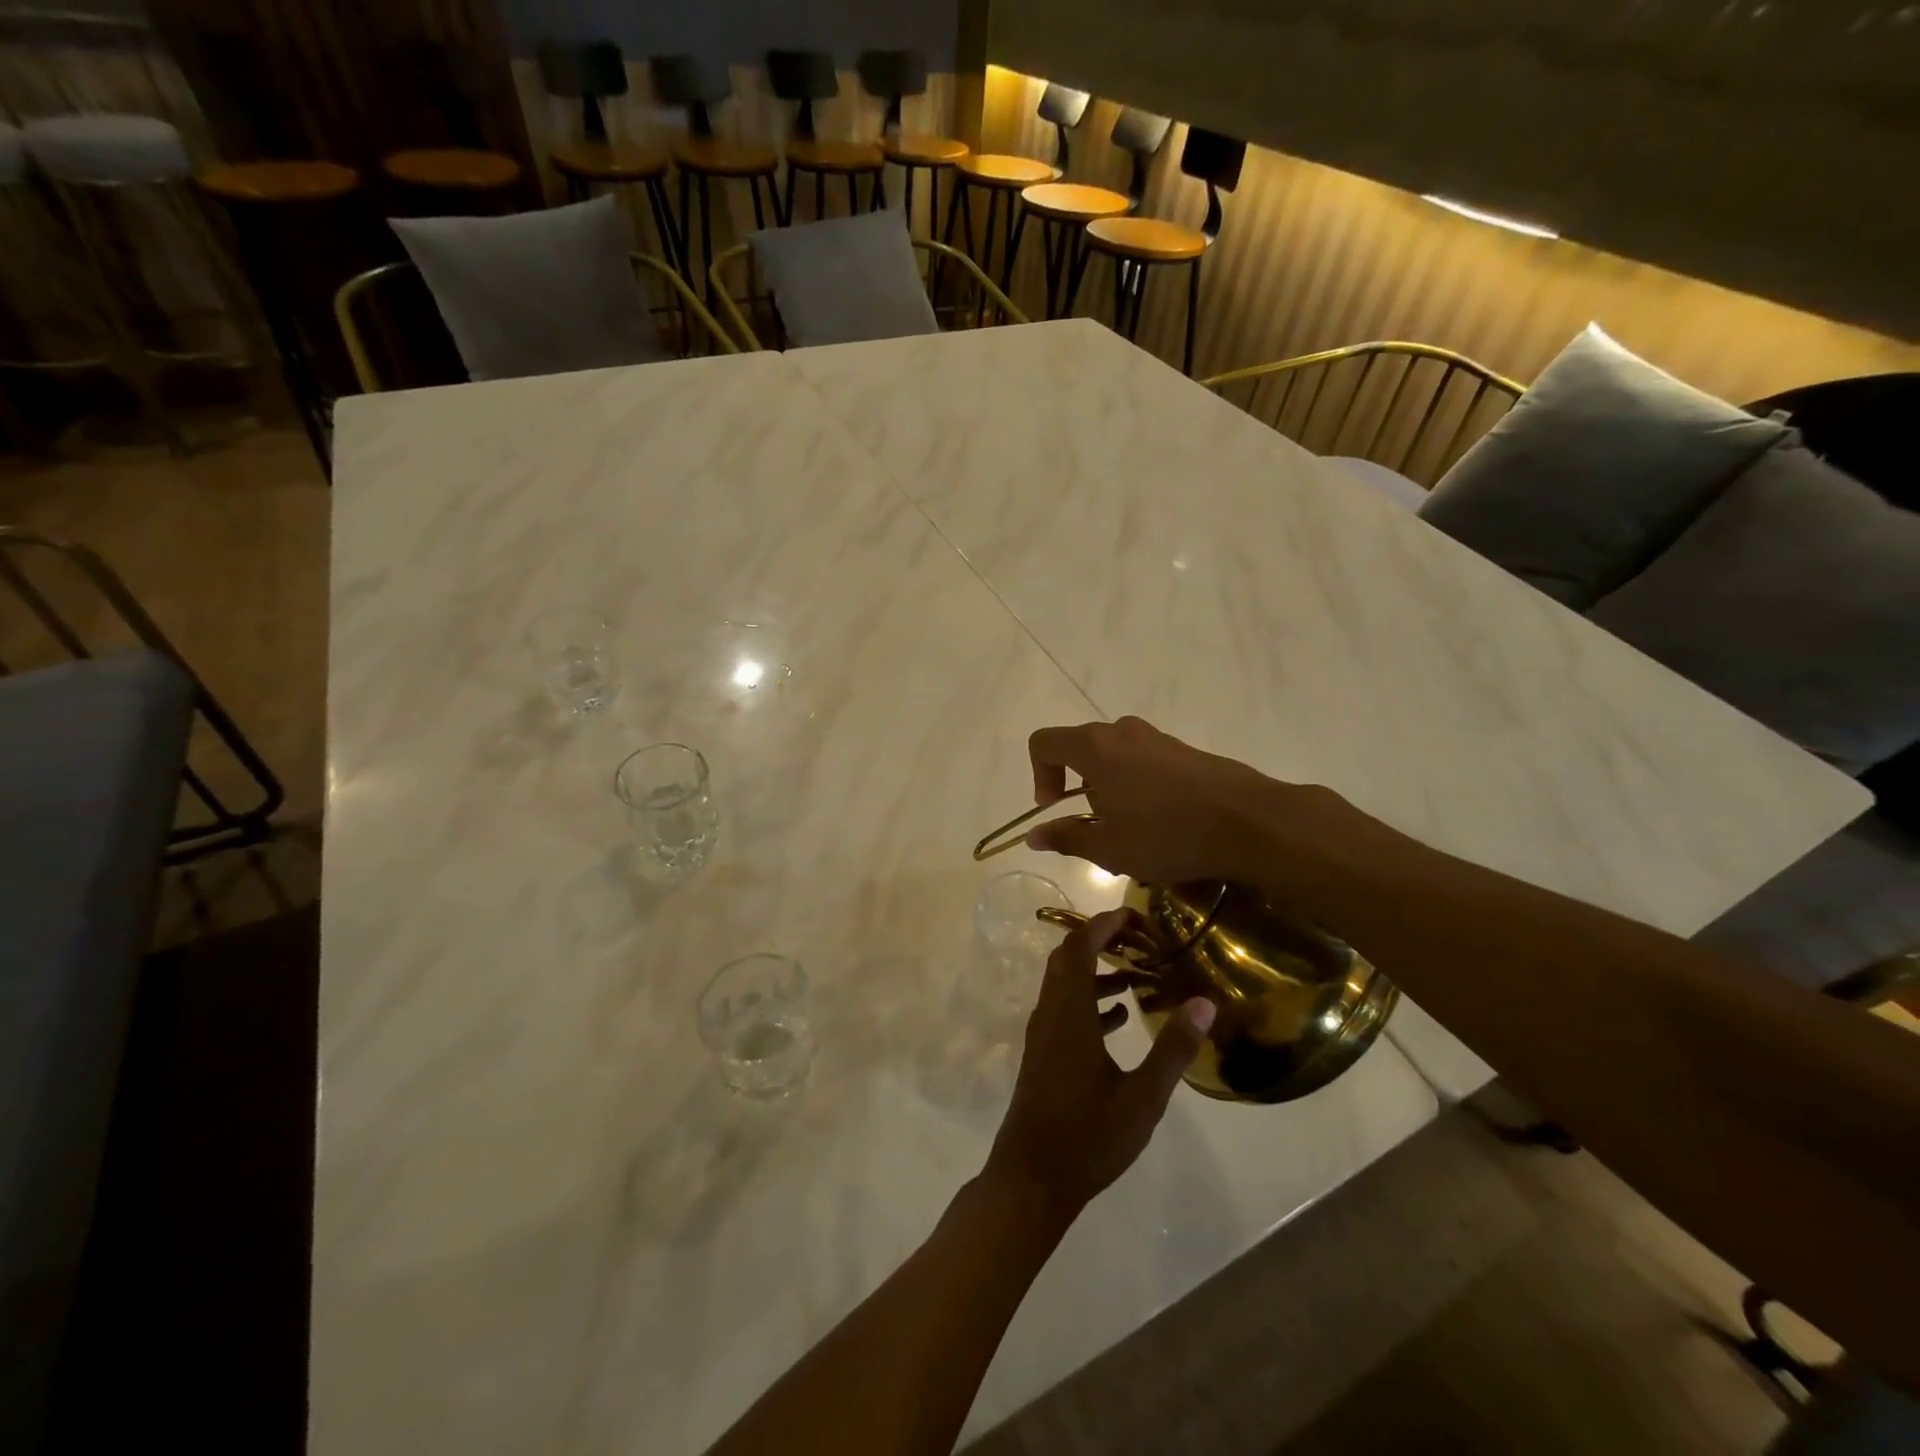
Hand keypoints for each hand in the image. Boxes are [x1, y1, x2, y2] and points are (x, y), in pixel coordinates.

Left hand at [984, 910, 1215, 1219]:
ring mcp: (1043, 1035)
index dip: (1103, 924)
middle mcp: (1050, 1014)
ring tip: (1139, 978)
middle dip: (1101, 942)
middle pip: (1068, 959)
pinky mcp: (1043, 1054)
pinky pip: (1065, 1010)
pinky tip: (1121, 1019)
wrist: (1031, 1180)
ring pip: (1066, 985)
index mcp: (1069, 1013)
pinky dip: (1090, 1001)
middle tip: (1140, 942)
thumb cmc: (1088, 1137)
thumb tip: (1205, 1002)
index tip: (1135, 916)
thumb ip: (1173, 1048)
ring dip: (1097, 973)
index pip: (1079, 947)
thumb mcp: (1142, 1097)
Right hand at [1025, 716, 1279, 883]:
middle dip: (1077, 786)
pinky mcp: (1183, 750)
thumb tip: (1034, 836)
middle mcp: (1121, 732)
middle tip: (1097, 827)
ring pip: (1113, 756)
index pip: (1044, 743)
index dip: (1039, 775)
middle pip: (1079, 748)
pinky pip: (1143, 761)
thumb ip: (1066, 838)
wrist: (1248, 821)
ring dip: (1108, 788)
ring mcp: (1156, 737)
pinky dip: (1137, 786)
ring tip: (1131, 829)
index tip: (1056, 808)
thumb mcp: (1108, 848)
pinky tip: (1161, 822)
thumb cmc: (1166, 834)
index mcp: (1094, 747)